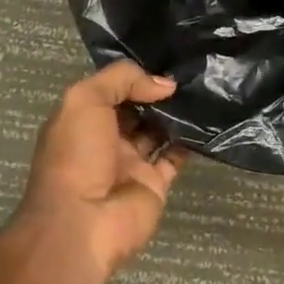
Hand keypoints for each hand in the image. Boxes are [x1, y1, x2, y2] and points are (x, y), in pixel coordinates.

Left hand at [16, 62, 189, 280]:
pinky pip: (176, 157)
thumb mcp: (85, 100)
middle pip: (138, 109)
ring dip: (177, 114)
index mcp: (83, 119)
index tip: (165, 61)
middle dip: (159, 92)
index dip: (136, 75)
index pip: (113, 89)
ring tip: (202, 90)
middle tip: (191, 72)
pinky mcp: (155, 184)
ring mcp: (131, 163)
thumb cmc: (76, 154)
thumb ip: (121, 80)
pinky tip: (206, 120)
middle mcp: (106, 139)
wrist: (82, 222)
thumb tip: (164, 84)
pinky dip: (190, 141)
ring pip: (158, 130)